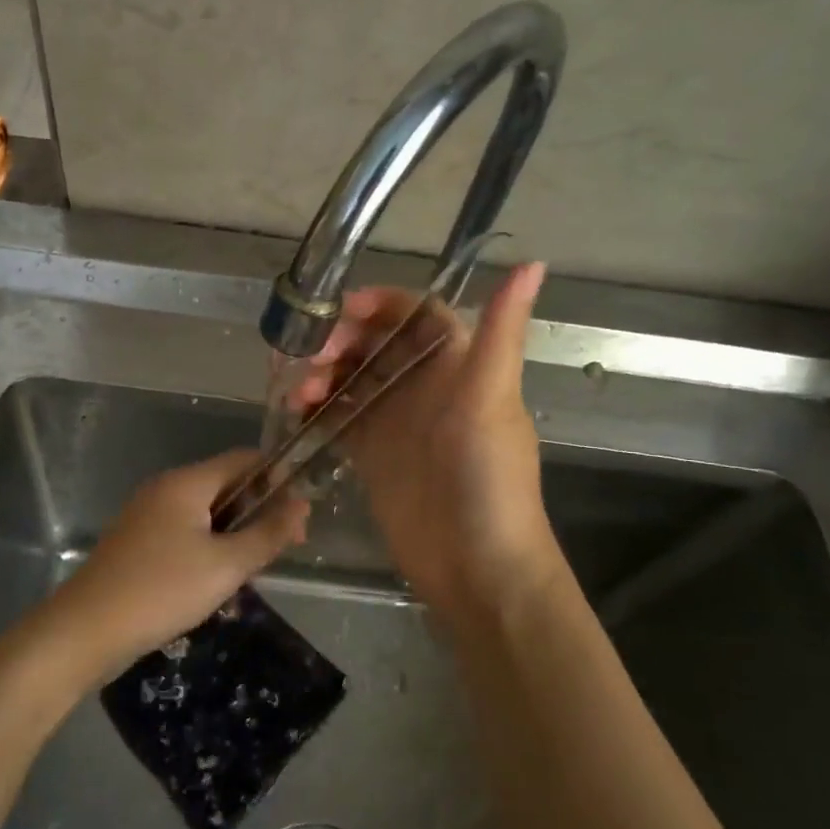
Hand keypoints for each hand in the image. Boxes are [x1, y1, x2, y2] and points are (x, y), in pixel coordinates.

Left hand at [28, 449, 309, 678]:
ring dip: (234, 534)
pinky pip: (184, 532)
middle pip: (225, 485)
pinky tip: (215, 581)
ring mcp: (147, 515)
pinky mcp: (137, 542)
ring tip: (251, 570)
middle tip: (281, 550)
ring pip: (206, 512)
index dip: (278, 479)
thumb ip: (268, 533)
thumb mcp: (226, 565)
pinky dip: (208, 547)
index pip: (244, 459)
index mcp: (186, 482)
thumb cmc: (162, 590)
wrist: (86, 629)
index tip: (298, 517)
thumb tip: (302, 505)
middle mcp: (165, 488)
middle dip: (258, 511)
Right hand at [290, 263, 565, 621]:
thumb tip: (533, 261)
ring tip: (299, 394)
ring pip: (351, 379)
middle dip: (340, 341)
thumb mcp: (491, 400)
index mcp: (459, 365)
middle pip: (375, 344)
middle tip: (312, 358)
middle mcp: (426, 387)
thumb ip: (501, 332)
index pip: (417, 314)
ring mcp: (396, 422)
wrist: (476, 567)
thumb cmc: (488, 478)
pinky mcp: (373, 455)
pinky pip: (338, 418)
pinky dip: (316, 410)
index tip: (343, 309)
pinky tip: (296, 414)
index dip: (381, 303)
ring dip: (322, 375)